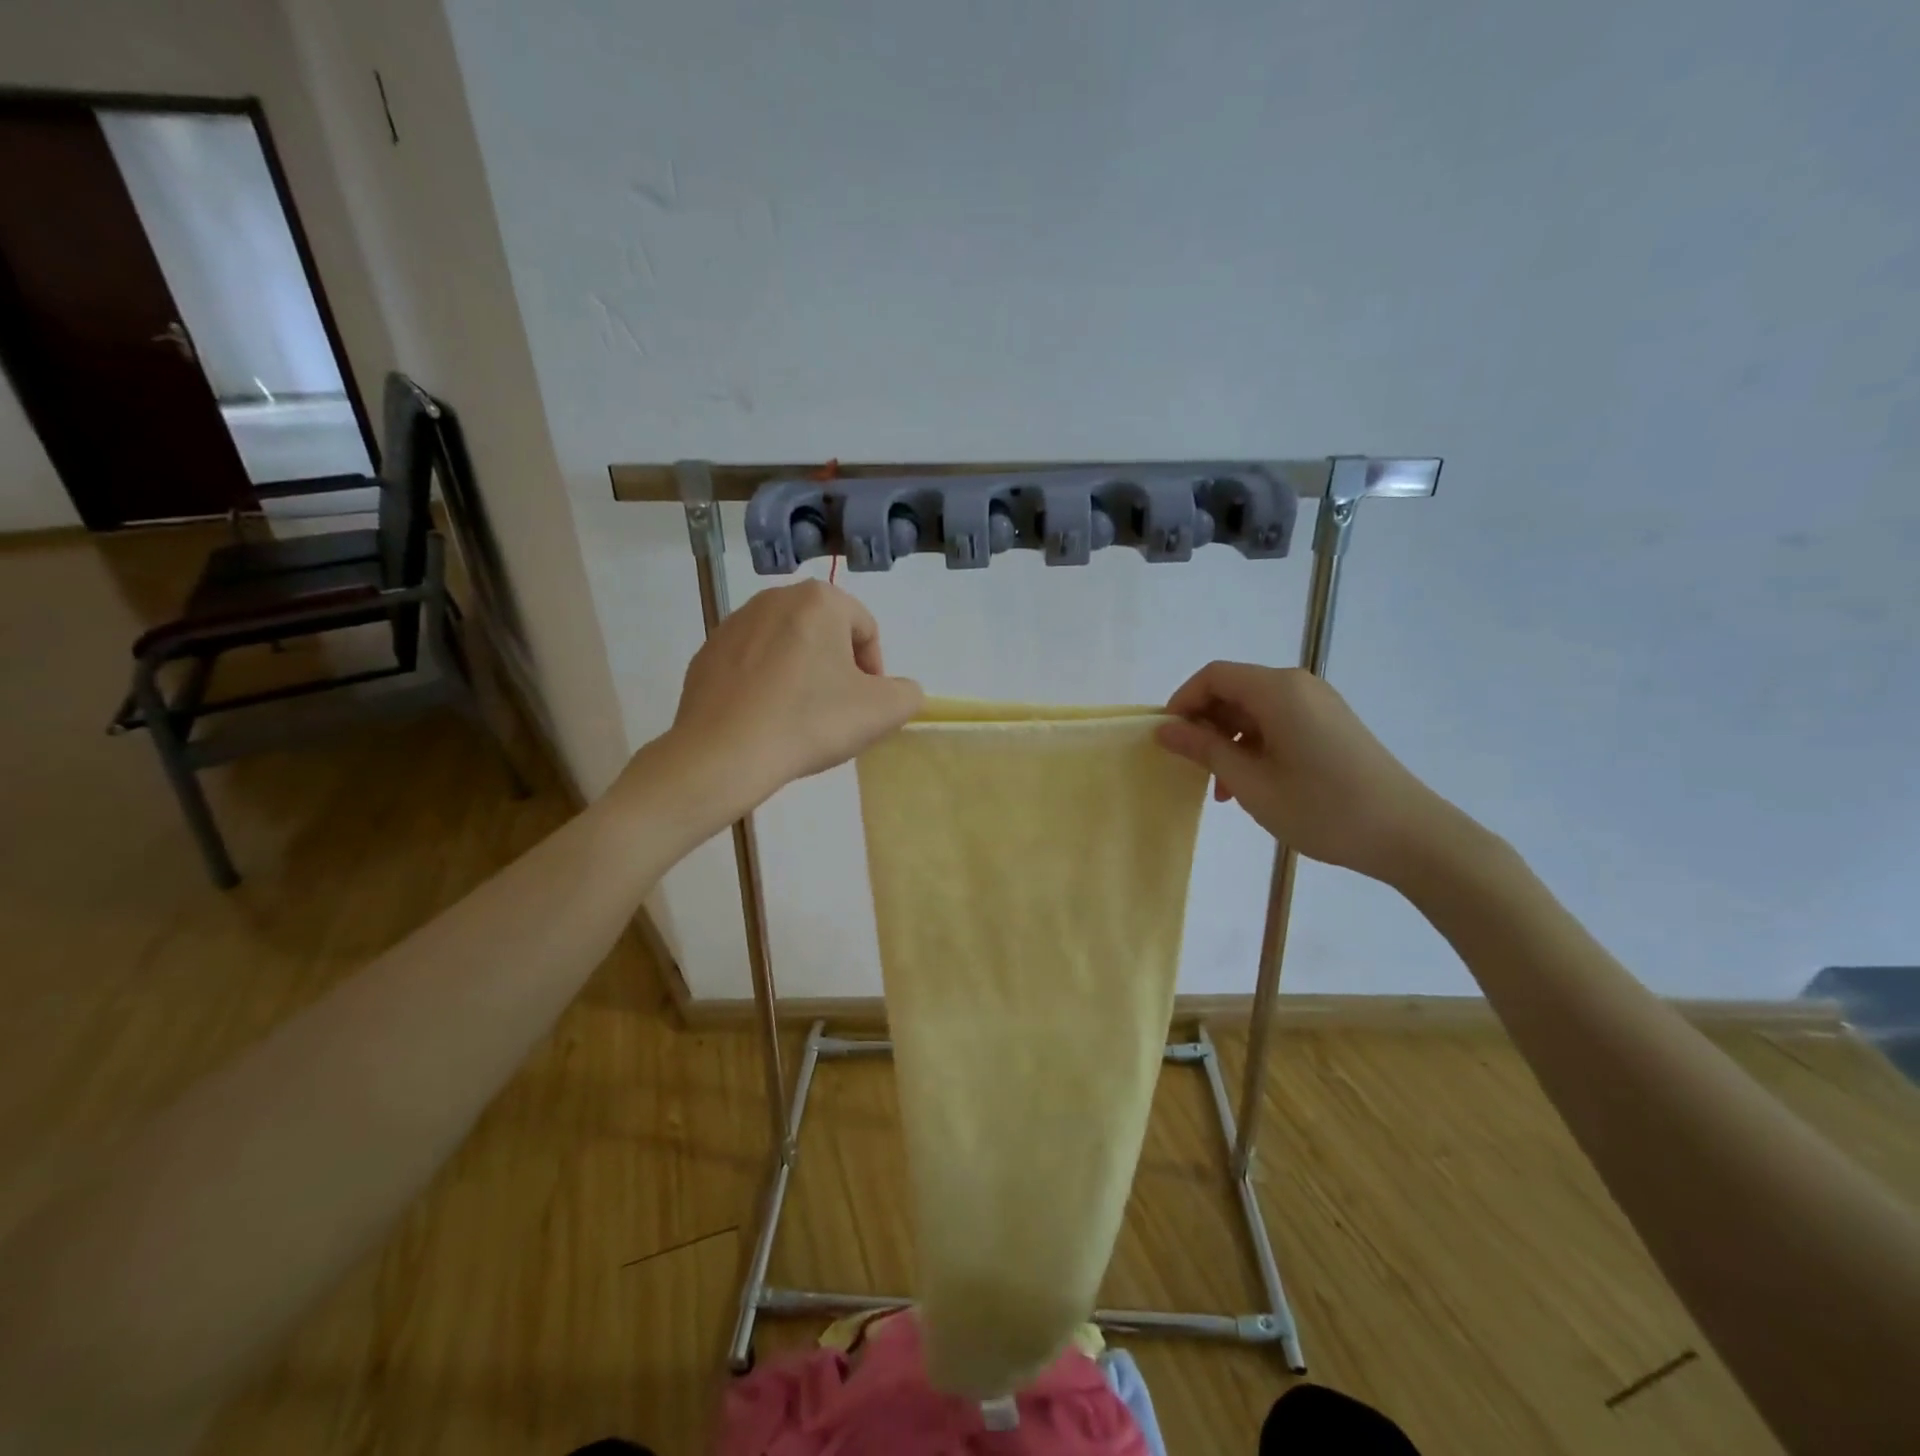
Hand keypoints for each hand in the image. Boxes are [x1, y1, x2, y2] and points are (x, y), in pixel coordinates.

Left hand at [642, 580, 923, 827]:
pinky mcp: (706, 654)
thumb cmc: (810, 721)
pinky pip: (752, 666)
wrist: (724, 754)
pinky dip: (766, 686)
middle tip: (837, 712)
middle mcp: (774, 598)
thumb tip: (897, 691)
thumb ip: (907, 693)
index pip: (865, 629)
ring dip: (802, 676)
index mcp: (819, 600)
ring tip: (800, 719)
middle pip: (825, 635)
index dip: (875, 670)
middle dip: (837, 670)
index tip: (866, 706)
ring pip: (787, 648)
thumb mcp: (884, 711)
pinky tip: (766, 721)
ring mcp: (733, 624)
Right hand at [1157, 662, 1466, 886]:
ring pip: (1255, 711)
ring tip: (1225, 791)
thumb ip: (1204, 750)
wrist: (1408, 835)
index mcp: (1278, 690)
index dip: (1182, 702)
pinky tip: (1255, 786)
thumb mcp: (1251, 782)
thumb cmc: (1321, 808)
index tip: (1168, 740)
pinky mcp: (1332, 725)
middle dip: (1206, 727)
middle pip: (1234, 691)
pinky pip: (1279, 724)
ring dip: (1230, 743)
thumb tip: (1165, 729)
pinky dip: (1257, 747)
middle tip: (1195, 771)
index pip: (1213, 676)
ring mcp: (1320, 705)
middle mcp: (1299, 686)